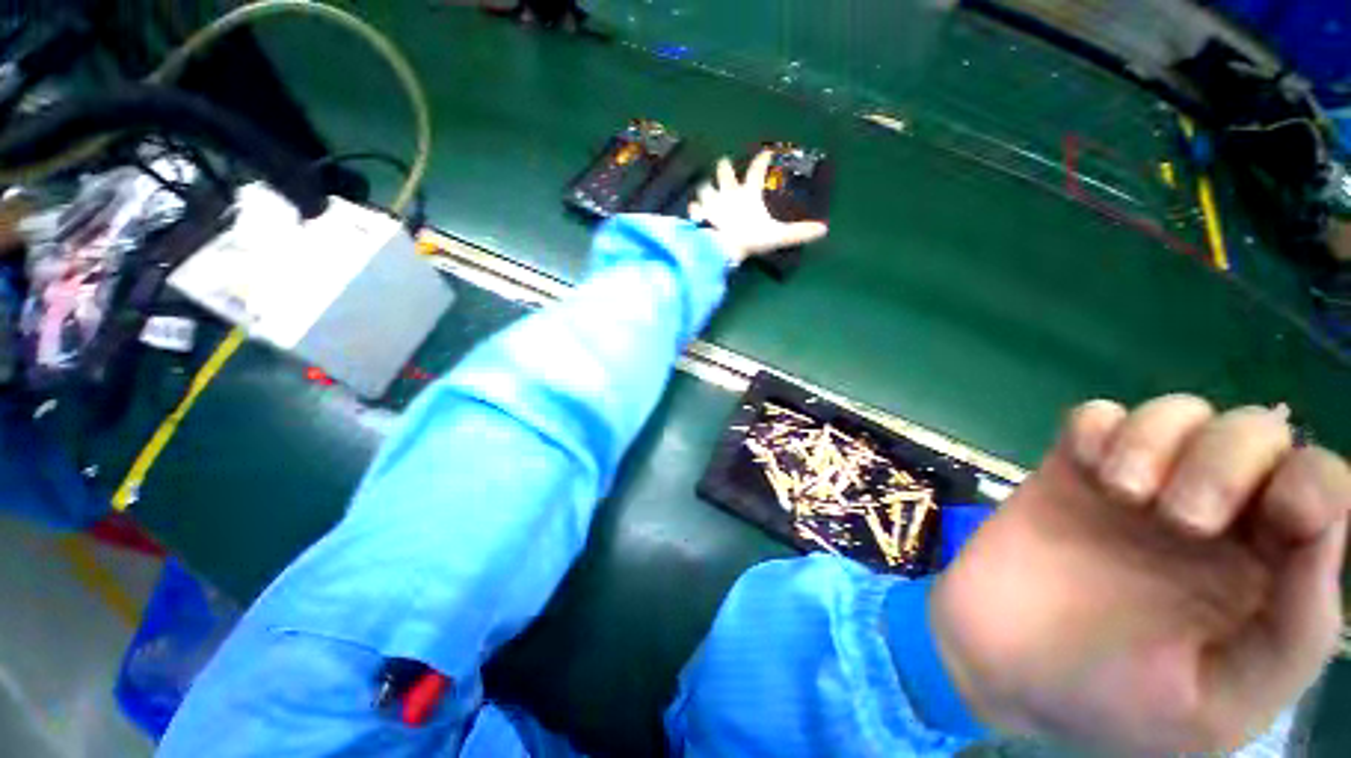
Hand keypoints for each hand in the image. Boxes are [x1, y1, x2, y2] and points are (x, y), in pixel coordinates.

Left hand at [687, 151, 828, 263]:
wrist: (721, 248)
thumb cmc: (748, 238)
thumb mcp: (777, 236)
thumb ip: (798, 233)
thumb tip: (823, 230)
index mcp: (747, 194)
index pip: (757, 170)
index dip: (762, 160)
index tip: (766, 152)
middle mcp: (727, 193)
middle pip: (724, 171)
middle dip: (724, 167)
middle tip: (724, 164)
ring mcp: (710, 203)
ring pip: (705, 188)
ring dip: (706, 188)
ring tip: (706, 188)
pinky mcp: (699, 215)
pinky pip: (694, 209)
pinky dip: (694, 209)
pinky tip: (693, 209)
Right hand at [932, 396, 1349, 752]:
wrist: (1001, 667)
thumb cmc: (1113, 701)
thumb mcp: (1220, 704)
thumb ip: (1293, 636)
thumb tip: (1327, 535)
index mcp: (1262, 570)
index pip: (1319, 487)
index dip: (1316, 481)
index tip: (1284, 514)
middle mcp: (1212, 516)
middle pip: (1252, 431)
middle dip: (1227, 459)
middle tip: (1180, 518)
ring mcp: (1134, 487)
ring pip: (1176, 412)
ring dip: (1157, 438)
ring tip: (1122, 491)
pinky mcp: (1069, 471)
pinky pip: (1094, 417)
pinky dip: (1097, 428)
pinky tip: (1084, 467)